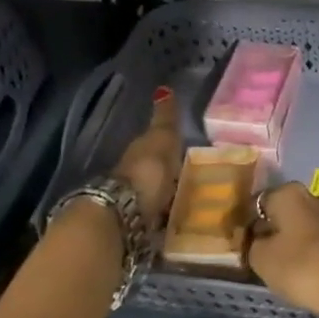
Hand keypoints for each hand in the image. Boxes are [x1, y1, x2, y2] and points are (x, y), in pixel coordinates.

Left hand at [112, 87, 182, 229]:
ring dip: (167, 198)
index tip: (185, 150)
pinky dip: (167, 219)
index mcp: (139, 153)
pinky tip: (181, 222)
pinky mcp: (142, 228)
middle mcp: (134, 177)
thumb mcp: (161, 139)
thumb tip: (164, 88)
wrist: (125, 214)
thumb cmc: (147, 171)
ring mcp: (136, 204)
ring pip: (155, 197)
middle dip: (169, 175)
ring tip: (192, 203)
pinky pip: (158, 219)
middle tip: (193, 178)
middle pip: (154, 174)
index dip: (168, 148)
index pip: (153, 146)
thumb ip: (165, 118)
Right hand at [246, 182, 318, 317]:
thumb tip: (256, 236)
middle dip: (271, 230)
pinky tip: (303, 270)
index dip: (246, 223)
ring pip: (302, 226)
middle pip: (282, 212)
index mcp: (290, 193)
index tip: (240, 244)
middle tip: (258, 256)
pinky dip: (309, 252)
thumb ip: (252, 244)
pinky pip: (318, 240)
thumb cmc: (303, 268)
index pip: (257, 202)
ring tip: (280, 267)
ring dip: (291, 242)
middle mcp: (314, 197)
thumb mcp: (262, 259)